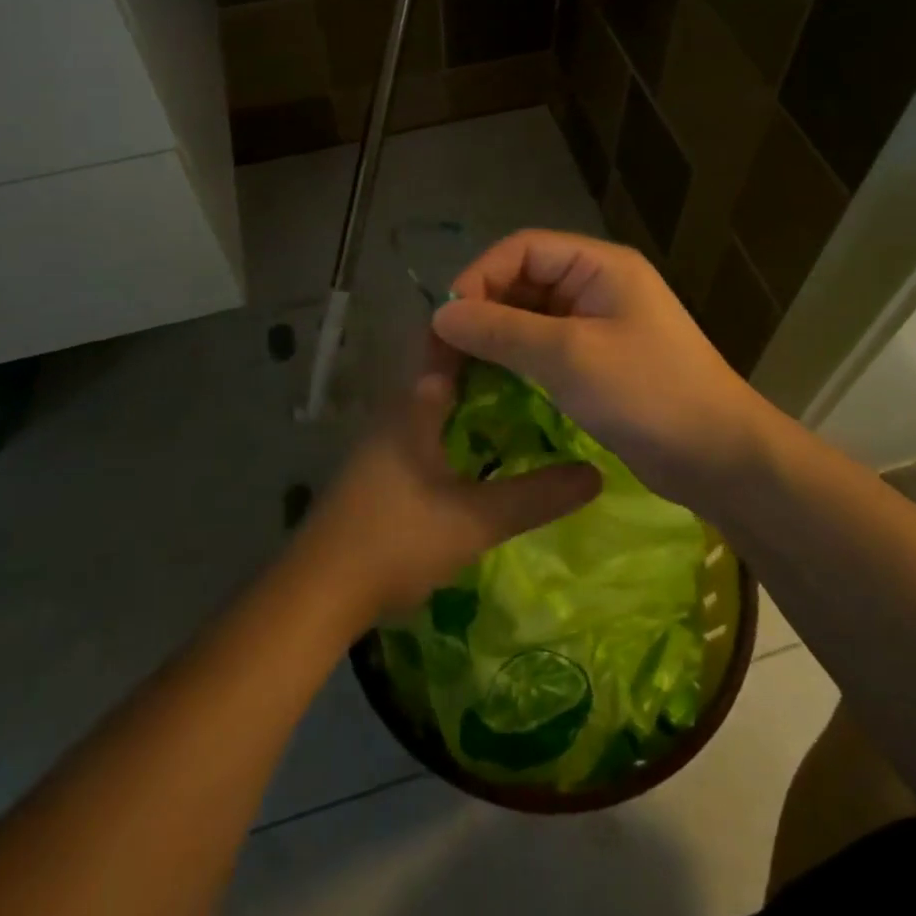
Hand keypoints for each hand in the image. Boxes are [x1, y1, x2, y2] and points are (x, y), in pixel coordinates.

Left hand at [300, 340, 600, 623]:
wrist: (319, 593)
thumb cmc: (396, 541)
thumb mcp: (475, 520)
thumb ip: (536, 496)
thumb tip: (596, 473)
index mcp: (415, 403)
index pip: (451, 342)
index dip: (488, 326)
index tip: (531, 322)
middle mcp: (397, 409)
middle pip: (448, 369)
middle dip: (493, 362)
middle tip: (544, 364)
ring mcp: (384, 439)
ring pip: (437, 401)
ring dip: (475, 395)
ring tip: (529, 398)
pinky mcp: (380, 467)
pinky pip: (427, 428)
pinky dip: (458, 425)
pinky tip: (485, 446)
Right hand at [432, 230, 779, 516]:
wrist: (718, 457)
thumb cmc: (648, 393)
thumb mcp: (569, 356)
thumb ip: (502, 330)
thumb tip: (441, 314)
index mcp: (599, 265)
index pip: (522, 248)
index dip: (479, 276)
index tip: (447, 321)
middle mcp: (595, 285)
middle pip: (522, 281)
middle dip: (482, 310)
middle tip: (444, 353)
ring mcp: (596, 324)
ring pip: (528, 317)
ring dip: (494, 339)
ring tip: (457, 371)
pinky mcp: (595, 361)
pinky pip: (542, 348)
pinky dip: (514, 362)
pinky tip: (488, 385)